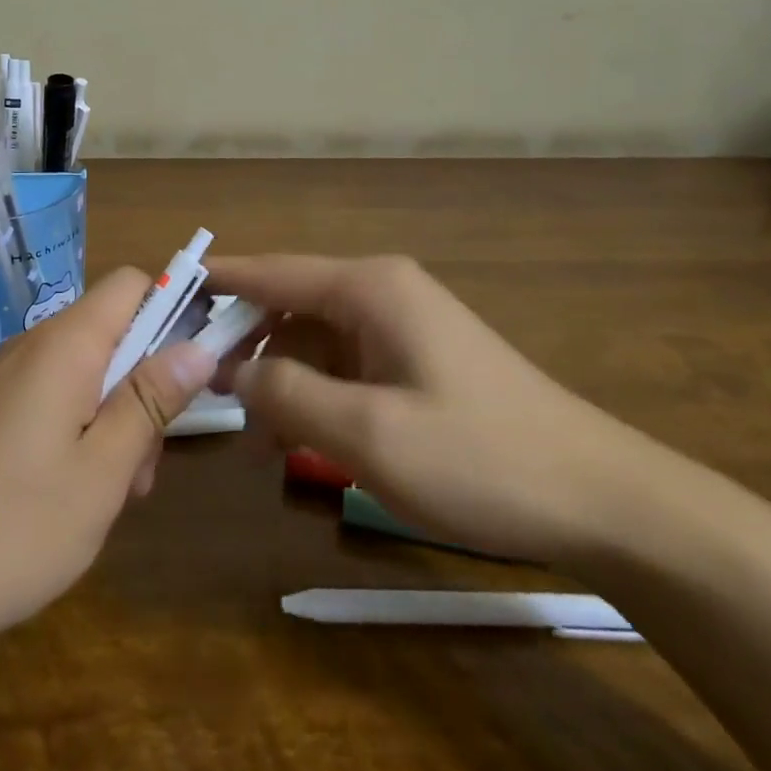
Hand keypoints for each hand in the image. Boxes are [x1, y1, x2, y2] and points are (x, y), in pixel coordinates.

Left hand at [0, 267, 217, 652]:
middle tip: (145, 465)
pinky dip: (77, 431)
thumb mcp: (101, 472)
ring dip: (113, 417)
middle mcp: (33, 346)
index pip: (130, 284)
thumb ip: (151, 402)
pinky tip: (69, 497)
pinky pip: (50, 398)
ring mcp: (4, 379)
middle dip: (144, 383)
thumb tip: (199, 345)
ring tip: (111, 495)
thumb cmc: (10, 526)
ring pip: (83, 372)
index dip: (172, 308)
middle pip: (111, 331)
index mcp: (65, 344)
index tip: (195, 368)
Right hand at [207, 255, 653, 564]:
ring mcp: (402, 325)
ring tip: (249, 431)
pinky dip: (313, 391)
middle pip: (289, 302)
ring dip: (278, 375)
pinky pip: (344, 364)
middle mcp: (381, 292)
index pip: (272, 270)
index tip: (167, 291)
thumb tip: (231, 370)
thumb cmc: (480, 457)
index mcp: (368, 287)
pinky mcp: (416, 360)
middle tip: (198, 384)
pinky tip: (298, 436)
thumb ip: (287, 394)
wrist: (603, 500)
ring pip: (314, 338)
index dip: (217, 280)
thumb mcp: (369, 432)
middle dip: (244, 341)